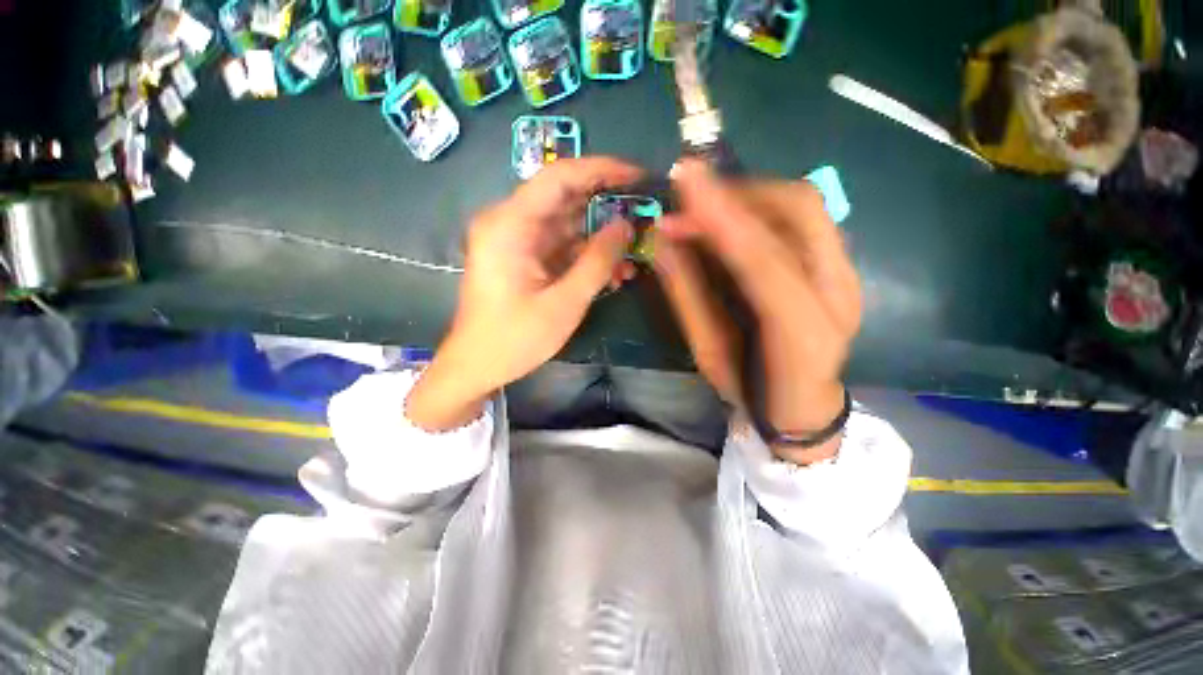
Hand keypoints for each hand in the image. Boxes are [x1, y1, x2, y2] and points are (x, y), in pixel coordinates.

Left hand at [407, 157, 642, 430]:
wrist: (477, 366)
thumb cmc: (515, 338)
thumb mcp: (564, 303)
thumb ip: (598, 262)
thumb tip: (627, 226)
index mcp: (511, 225)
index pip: (560, 177)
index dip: (602, 170)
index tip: (637, 176)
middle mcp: (511, 223)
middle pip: (566, 198)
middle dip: (608, 207)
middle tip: (645, 216)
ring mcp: (518, 241)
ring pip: (568, 225)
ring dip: (601, 239)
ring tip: (635, 255)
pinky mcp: (525, 258)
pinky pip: (562, 247)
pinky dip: (587, 256)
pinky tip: (614, 273)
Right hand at [654, 160, 861, 463]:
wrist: (803, 407)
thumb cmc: (750, 390)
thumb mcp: (708, 352)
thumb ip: (688, 296)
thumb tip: (661, 243)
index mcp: (803, 333)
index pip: (763, 261)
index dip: (722, 217)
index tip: (684, 179)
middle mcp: (839, 292)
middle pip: (799, 211)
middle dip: (737, 193)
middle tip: (687, 202)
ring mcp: (847, 274)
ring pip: (804, 205)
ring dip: (748, 195)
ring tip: (704, 208)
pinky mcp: (840, 265)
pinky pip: (802, 217)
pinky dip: (761, 207)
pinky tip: (731, 220)